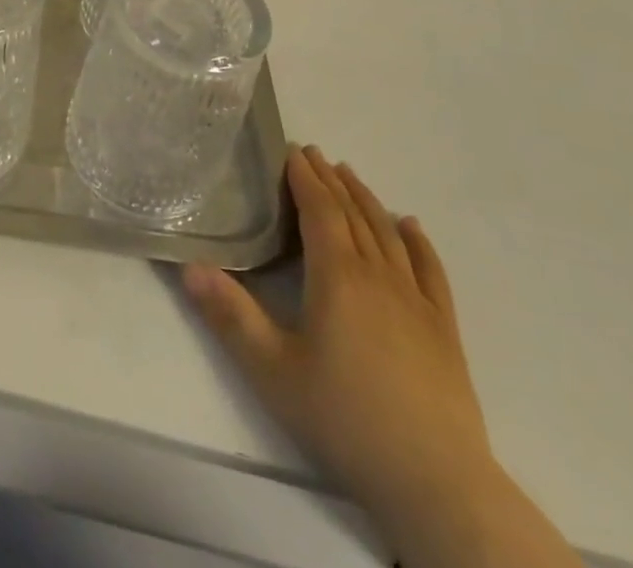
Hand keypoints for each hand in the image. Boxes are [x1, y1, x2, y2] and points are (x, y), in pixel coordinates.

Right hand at [184, 146, 491, 523]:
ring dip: (366, 199)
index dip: (305, 178)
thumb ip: (229, 315)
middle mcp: (377, 274)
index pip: (319, 210)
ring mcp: (416, 300)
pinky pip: (430, 269)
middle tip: (315, 154)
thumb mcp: (272, 370)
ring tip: (350, 175)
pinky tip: (411, 226)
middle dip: (331, 180)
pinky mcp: (444, 328)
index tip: (293, 151)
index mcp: (337, 276)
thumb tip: (189, 265)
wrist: (435, 481)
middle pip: (353, 213)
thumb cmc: (344, 418)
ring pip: (388, 233)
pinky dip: (418, 241)